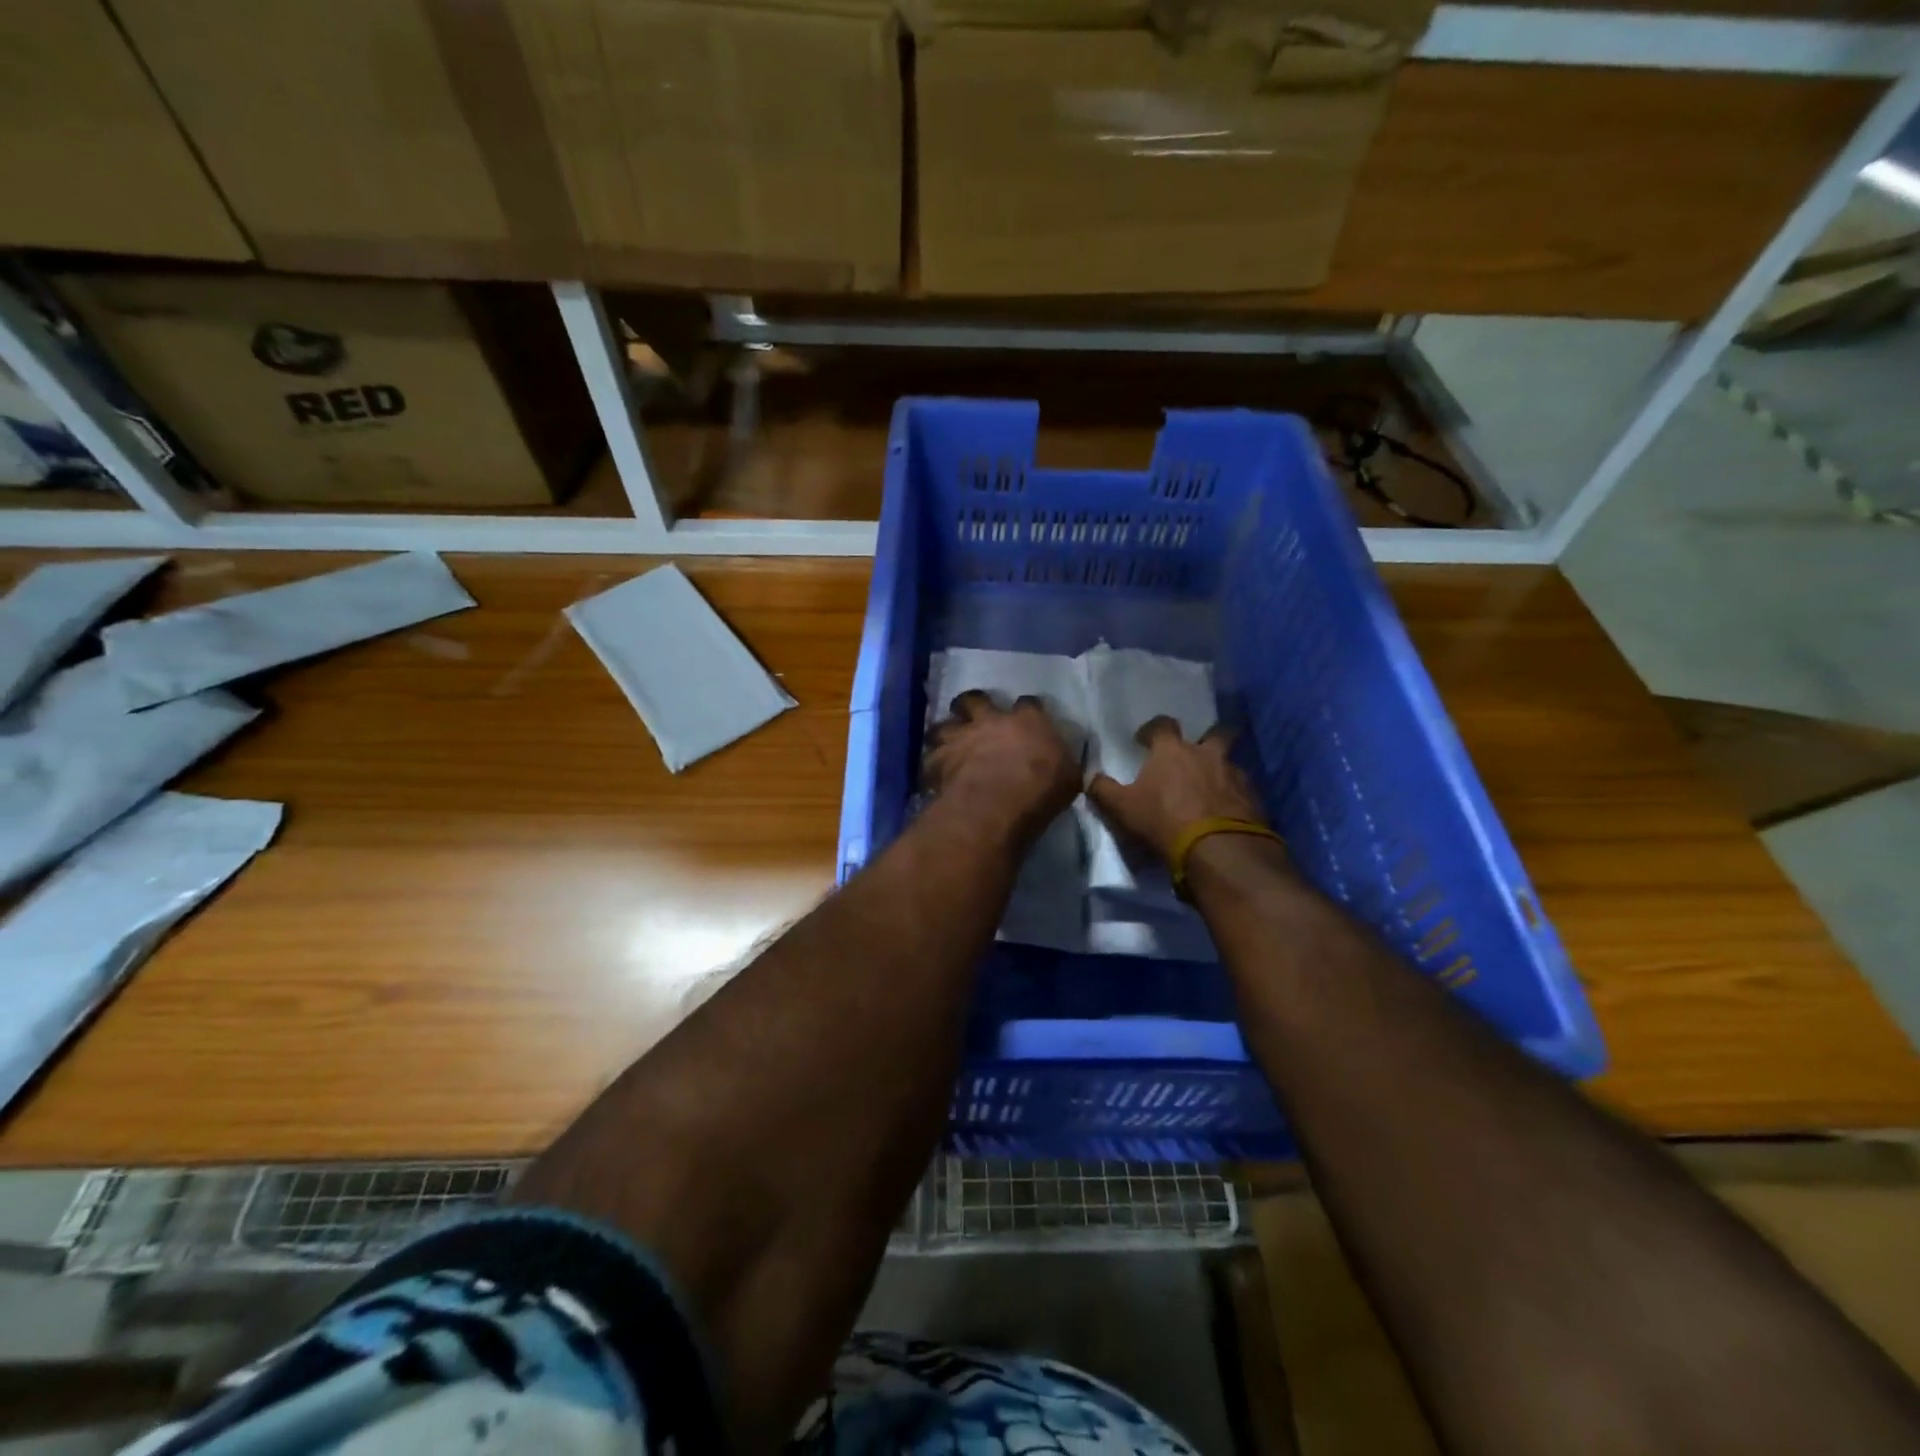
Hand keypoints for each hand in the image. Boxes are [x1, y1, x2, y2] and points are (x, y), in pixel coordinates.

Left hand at [924, 690, 1080, 844]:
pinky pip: (929, 759)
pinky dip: (931, 765)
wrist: (998, 803)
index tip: (1027, 718)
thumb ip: (1063, 765)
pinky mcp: (938, 760)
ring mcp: (961, 737)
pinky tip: (934, 774)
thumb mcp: (1068, 778)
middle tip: (973, 716)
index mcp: (1028, 721)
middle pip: (975, 699)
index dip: (1027, 710)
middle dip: (972, 705)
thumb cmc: (1041, 790)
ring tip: (946, 743)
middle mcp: (991, 720)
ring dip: (945, 733)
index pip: (1029, 704)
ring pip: (943, 724)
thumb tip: (1064, 765)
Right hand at [1086, 715, 1269, 860]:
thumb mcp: (1121, 808)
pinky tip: (1225, 812)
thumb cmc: (1163, 820)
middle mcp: (1207, 754)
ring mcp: (1235, 775)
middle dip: (1208, 737)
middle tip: (1197, 752)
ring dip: (1221, 770)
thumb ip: (1102, 790)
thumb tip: (1090, 776)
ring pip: (1231, 763)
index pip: (1162, 725)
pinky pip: (1243, 790)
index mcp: (1173, 750)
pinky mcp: (1253, 799)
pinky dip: (1234, 796)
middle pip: (1216, 732)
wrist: (1218, 849)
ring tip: (1210, 789)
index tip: (1144, 740)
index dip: (1152, 730)